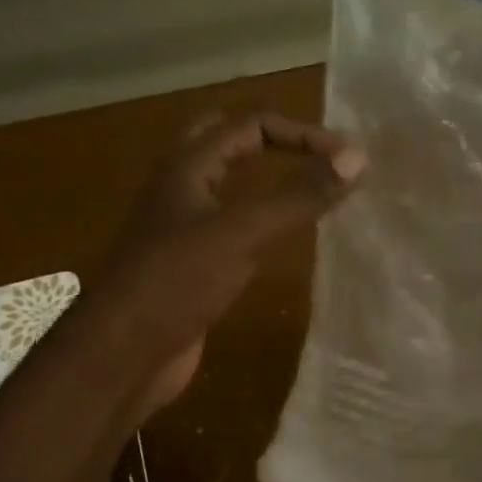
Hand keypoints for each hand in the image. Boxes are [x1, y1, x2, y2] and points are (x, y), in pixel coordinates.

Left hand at [97, 111, 364, 412]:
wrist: (122, 356)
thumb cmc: (176, 283)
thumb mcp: (242, 233)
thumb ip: (299, 196)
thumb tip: (358, 158)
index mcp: (187, 166)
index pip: (252, 125)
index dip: (303, 133)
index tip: (349, 161)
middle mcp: (183, 187)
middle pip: (229, 142)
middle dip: (277, 142)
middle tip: (320, 157)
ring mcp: (185, 227)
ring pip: (231, 185)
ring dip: (270, 179)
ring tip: (314, 189)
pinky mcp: (193, 264)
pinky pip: (233, 226)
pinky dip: (264, 220)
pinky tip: (285, 239)